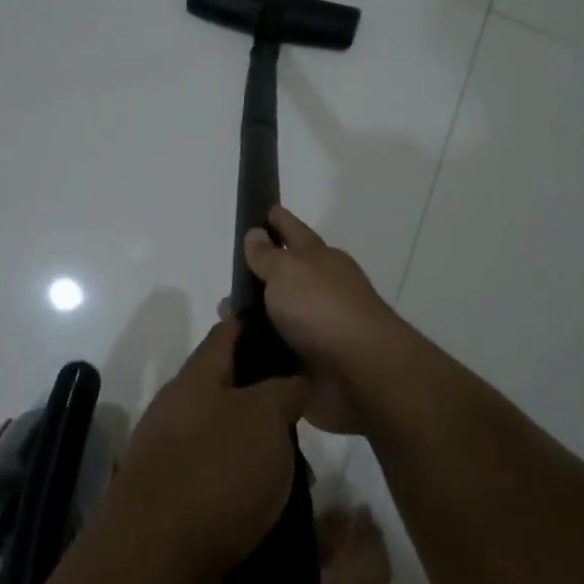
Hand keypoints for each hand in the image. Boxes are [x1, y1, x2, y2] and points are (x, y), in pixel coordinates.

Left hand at [108, 317, 306, 583]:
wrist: (157, 566)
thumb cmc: (216, 472)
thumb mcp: (264, 416)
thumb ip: (284, 390)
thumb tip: (292, 382)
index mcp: (194, 381)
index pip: (225, 335)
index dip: (253, 323)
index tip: (285, 323)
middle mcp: (179, 414)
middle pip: (228, 391)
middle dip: (268, 399)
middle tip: (310, 410)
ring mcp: (174, 463)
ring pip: (230, 443)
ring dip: (264, 453)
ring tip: (306, 470)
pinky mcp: (179, 509)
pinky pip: (225, 487)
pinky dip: (252, 493)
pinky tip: (282, 508)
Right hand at [242, 206, 411, 434]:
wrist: (360, 373)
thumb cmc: (322, 309)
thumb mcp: (288, 271)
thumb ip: (268, 255)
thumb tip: (256, 234)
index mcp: (321, 260)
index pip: (295, 232)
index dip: (279, 220)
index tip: (266, 210)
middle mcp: (321, 291)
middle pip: (285, 277)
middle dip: (258, 277)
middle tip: (228, 278)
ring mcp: (317, 329)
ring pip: (277, 317)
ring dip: (253, 319)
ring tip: (224, 322)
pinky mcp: (310, 365)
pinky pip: (276, 354)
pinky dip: (258, 352)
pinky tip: (234, 354)